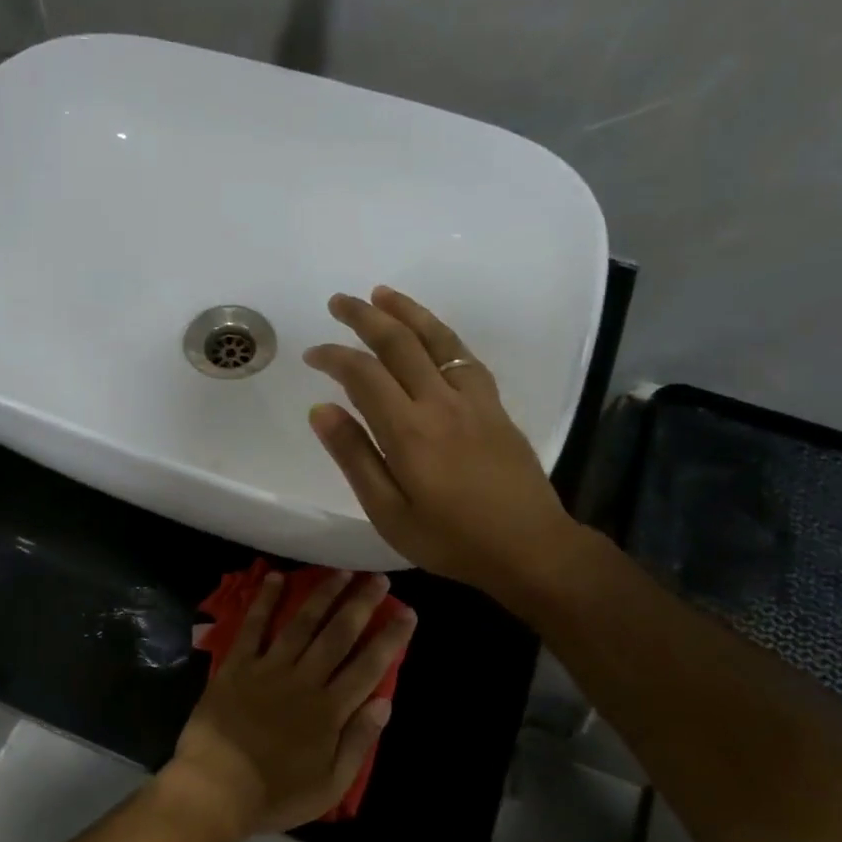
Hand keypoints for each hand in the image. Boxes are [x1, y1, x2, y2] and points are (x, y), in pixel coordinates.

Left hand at [161, 570, 415, 837]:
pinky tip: (275, 577)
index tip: (407, 613)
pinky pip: (253, 627)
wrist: (217, 789)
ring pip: (302, 623)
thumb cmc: (276, 793)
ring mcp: (269, 669)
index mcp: (330, 710)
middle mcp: (304, 680)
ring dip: (322, 595)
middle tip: (378, 579)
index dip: (390, 638)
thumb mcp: (330, 785)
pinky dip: (264, 601)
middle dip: (361, 605)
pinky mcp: (237, 665)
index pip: (369, 666)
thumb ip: (358, 742)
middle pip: (338, 635)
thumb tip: (385, 702)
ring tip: (340, 572)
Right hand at [303, 286, 589, 603]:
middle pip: (399, 343)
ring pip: (437, 339)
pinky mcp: (495, 407)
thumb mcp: (388, 512)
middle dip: (364, 317)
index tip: (312, 353)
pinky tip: (432, 334)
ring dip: (407, 311)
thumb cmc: (450, 540)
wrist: (529, 547)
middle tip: (339, 301)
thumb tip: (322, 409)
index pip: (363, 375)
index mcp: (408, 431)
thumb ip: (355, 457)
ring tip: (382, 293)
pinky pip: (465, 357)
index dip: (334, 356)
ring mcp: (473, 400)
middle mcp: (440, 402)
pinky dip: (442, 336)